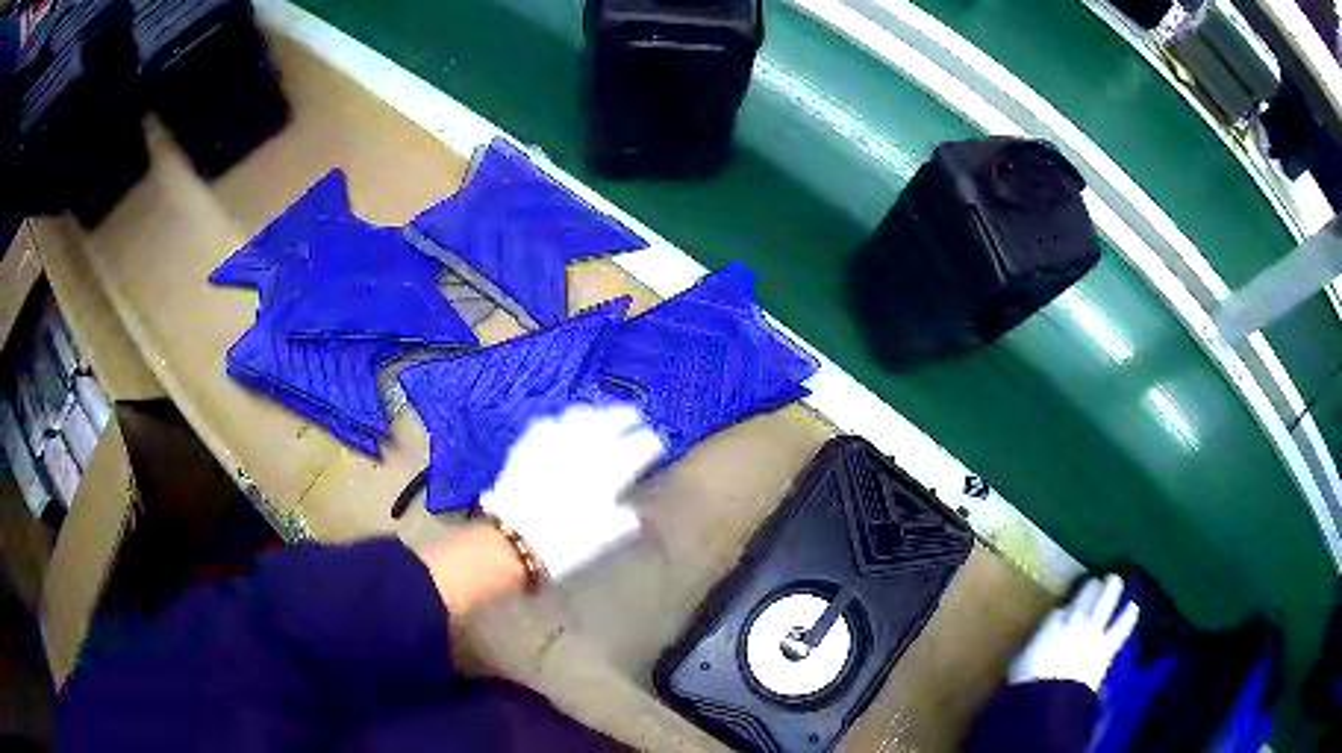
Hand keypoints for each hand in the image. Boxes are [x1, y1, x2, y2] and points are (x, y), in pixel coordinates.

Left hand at [480, 403, 663, 580]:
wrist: (513, 539)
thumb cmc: (566, 543)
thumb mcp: (605, 538)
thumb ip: (625, 520)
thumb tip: (636, 513)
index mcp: (611, 468)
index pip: (641, 444)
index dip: (651, 444)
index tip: (655, 448)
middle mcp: (586, 445)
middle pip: (614, 418)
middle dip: (628, 418)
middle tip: (636, 421)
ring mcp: (555, 439)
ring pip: (581, 414)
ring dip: (596, 415)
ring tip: (601, 421)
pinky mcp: (528, 443)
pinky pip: (550, 423)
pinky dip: (562, 424)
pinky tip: (562, 431)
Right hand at [1008, 574, 1139, 690]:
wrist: (1050, 697)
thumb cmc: (1028, 683)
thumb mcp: (1021, 665)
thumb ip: (1032, 651)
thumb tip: (1033, 651)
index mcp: (1049, 628)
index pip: (1057, 614)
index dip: (1060, 614)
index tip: (1061, 614)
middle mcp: (1073, 623)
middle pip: (1083, 599)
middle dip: (1089, 589)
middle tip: (1094, 582)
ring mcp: (1092, 632)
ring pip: (1104, 604)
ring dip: (1111, 591)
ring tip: (1116, 580)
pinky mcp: (1105, 647)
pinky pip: (1120, 628)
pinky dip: (1127, 617)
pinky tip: (1134, 607)